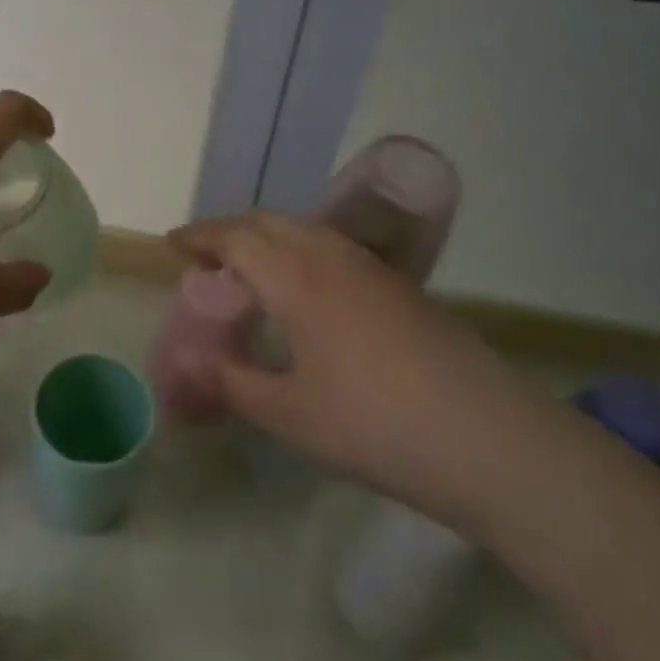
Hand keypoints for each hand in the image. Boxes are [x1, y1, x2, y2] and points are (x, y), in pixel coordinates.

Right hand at [171, 212, 558, 530]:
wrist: (487, 437)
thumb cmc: (375, 425)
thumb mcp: (290, 415)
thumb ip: (234, 384)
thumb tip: (195, 368)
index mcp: (297, 277)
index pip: (236, 237)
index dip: (200, 237)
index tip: (172, 246)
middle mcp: (331, 256)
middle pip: (269, 223)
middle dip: (231, 232)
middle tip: (206, 258)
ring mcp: (371, 268)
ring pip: (305, 231)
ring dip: (268, 239)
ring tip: (249, 272)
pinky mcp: (399, 286)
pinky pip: (333, 249)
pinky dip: (301, 253)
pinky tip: (305, 294)